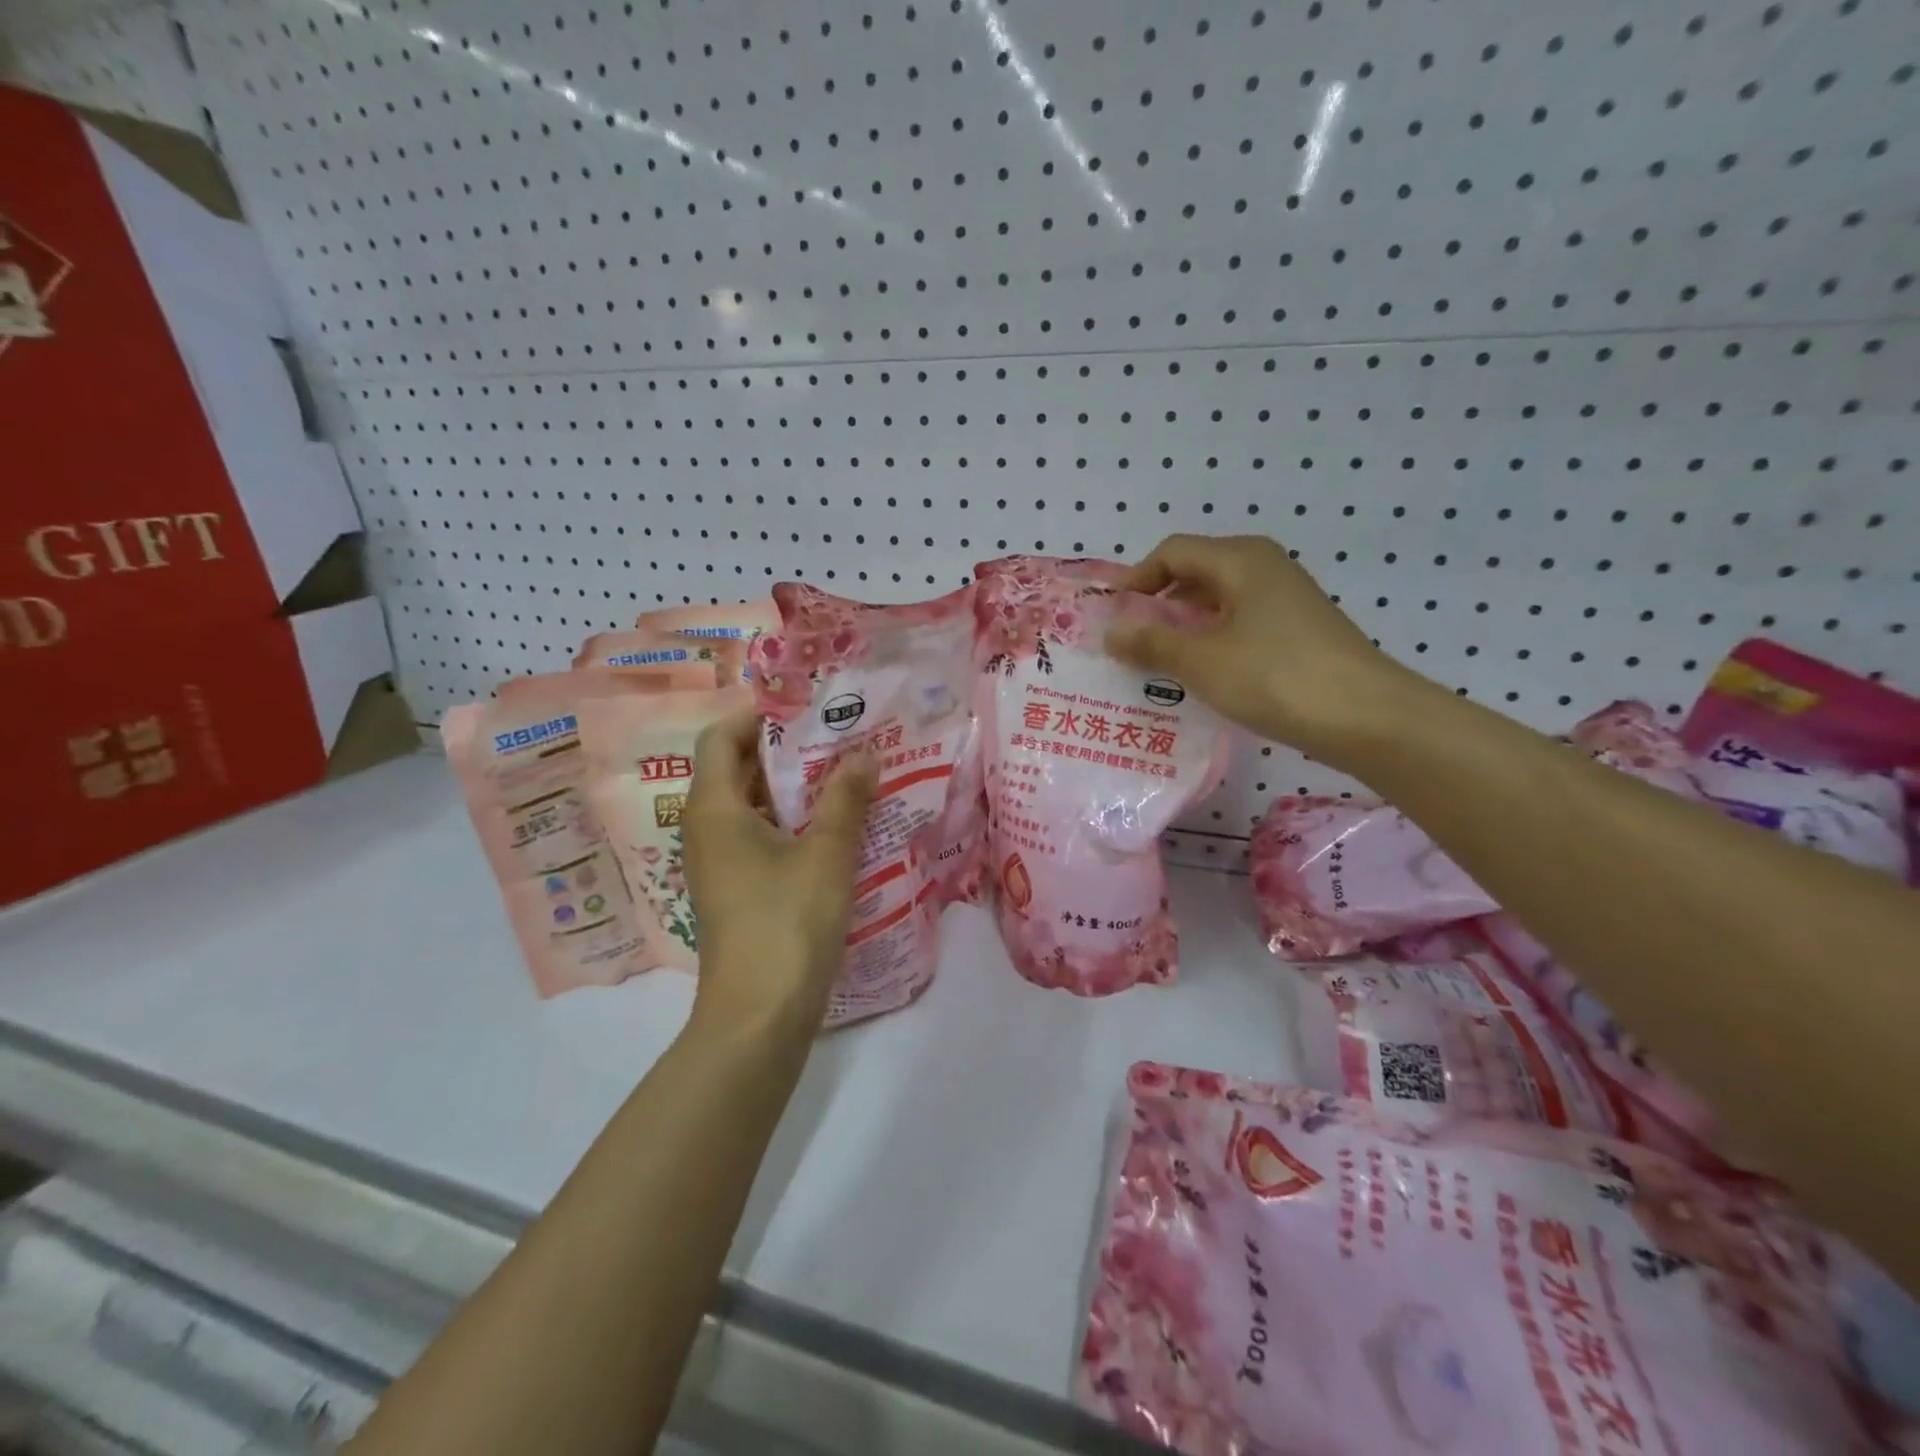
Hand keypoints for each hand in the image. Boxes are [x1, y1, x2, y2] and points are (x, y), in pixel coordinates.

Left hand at [682, 710, 876, 1039]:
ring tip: (848, 777)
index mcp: (714, 809)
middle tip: (841, 739)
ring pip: (754, 807)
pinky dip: (795, 824)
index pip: (721, 737)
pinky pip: (763, 839)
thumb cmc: (787, 923)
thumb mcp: (826, 854)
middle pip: (738, 770)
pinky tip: (839, 828)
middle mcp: (707, 830)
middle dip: (788, 752)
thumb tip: (864, 753)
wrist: (759, 1016)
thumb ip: (845, 798)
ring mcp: (721, 863)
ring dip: (797, 790)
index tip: (808, 710)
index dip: (758, 716)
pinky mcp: (738, 891)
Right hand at [1105, 534, 1429, 768]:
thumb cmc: (1274, 677)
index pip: (1172, 552)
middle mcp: (1265, 567)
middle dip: (1158, 604)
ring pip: (1219, 601)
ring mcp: (1286, 599)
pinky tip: (1203, 675)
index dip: (1136, 579)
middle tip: (1130, 640)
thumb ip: (1151, 643)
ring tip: (1158, 662)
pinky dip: (1212, 640)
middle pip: (1196, 572)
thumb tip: (1110, 632)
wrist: (1365, 716)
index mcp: (1240, 559)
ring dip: (1184, 626)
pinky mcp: (1299, 630)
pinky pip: (1241, 623)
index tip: (1111, 613)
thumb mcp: (1200, 661)